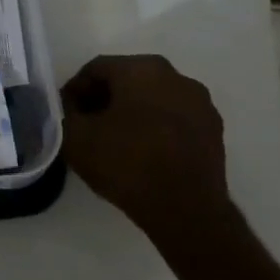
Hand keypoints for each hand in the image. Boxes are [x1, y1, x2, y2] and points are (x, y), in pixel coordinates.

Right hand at [61, 54, 238, 253]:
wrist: (185, 209)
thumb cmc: (125, 163)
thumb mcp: (75, 136)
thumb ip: (66, 111)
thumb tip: (73, 105)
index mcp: (141, 69)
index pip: (96, 69)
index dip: (75, 90)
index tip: (65, 113)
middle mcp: (176, 77)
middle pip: (127, 79)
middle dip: (103, 98)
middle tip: (86, 124)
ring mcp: (201, 103)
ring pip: (153, 98)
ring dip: (131, 112)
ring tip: (114, 140)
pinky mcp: (214, 130)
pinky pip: (174, 118)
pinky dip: (155, 126)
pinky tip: (143, 152)